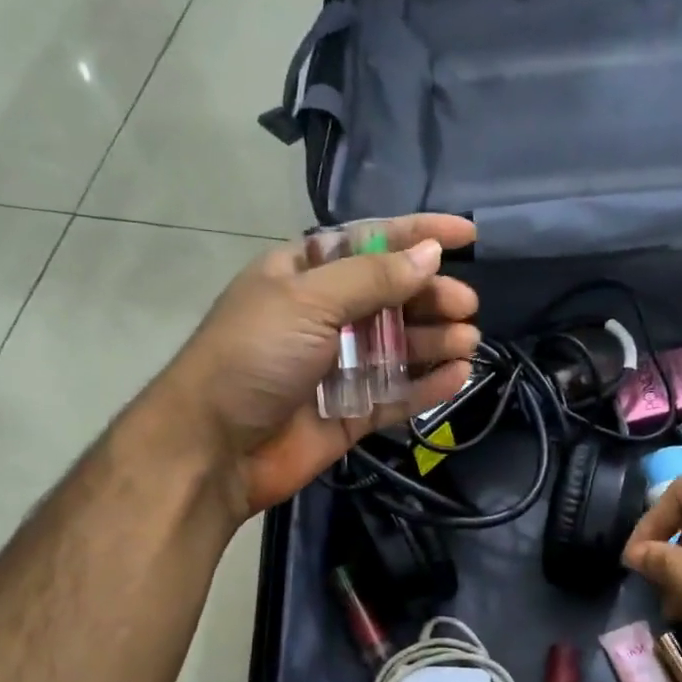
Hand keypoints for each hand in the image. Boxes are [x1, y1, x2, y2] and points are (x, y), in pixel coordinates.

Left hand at [156, 214, 479, 518]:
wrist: (213, 447)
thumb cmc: (253, 356)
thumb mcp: (308, 301)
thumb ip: (372, 278)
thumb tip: (429, 253)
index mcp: (305, 275)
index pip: (371, 243)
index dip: (418, 234)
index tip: (468, 235)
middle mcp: (325, 316)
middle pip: (392, 297)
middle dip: (431, 296)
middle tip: (465, 305)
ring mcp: (338, 367)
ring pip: (400, 347)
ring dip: (435, 340)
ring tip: (468, 340)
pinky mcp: (350, 413)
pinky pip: (397, 394)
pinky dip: (426, 386)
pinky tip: (457, 376)